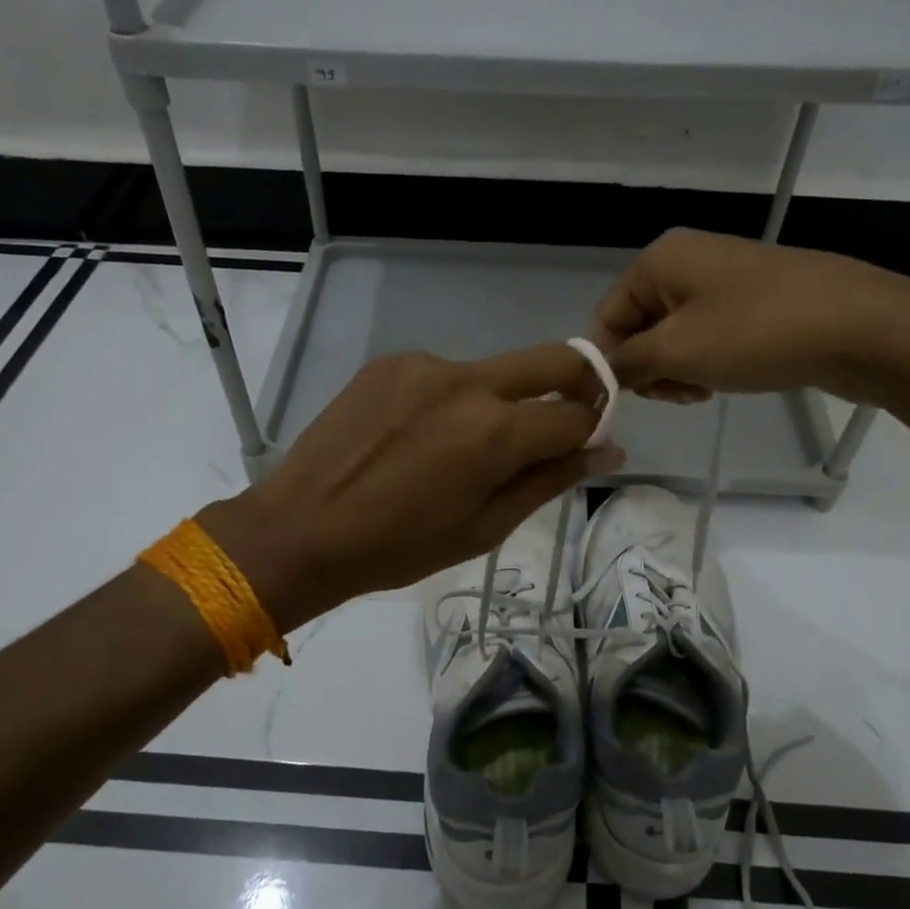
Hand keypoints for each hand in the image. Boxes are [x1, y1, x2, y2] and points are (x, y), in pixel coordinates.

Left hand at [198, 345, 622, 630]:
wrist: (302, 528)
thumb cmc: (400, 547)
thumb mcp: (485, 527)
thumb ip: (549, 480)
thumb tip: (607, 451)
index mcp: (497, 432)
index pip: (577, 413)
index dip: (592, 428)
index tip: (585, 443)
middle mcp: (469, 382)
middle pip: (552, 361)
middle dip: (577, 383)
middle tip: (563, 419)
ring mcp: (426, 364)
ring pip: (494, 372)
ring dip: (501, 401)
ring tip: (460, 448)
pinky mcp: (391, 361)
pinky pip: (444, 374)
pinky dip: (452, 399)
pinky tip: (420, 436)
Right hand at [591, 228, 909, 405]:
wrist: (860, 326)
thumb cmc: (756, 333)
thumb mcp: (676, 351)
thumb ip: (625, 364)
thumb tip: (599, 375)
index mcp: (658, 260)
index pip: (605, 320)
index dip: (610, 365)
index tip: (634, 400)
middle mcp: (685, 261)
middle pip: (638, 328)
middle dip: (649, 369)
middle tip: (677, 394)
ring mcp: (723, 280)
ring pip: (673, 338)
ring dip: (677, 371)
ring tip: (703, 391)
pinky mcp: (752, 302)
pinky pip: (707, 337)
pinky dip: (706, 363)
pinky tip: (723, 381)